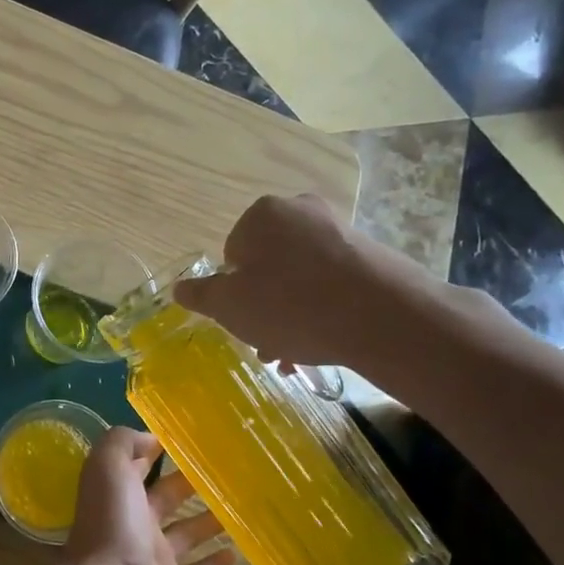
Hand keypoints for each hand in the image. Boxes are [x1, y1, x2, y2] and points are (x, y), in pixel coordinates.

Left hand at [58, 427, 236, 564]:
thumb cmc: (112, 525)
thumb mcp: (109, 468)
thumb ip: (124, 443)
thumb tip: (150, 437)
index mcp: (118, 494)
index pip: (138, 466)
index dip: (157, 451)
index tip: (191, 438)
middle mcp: (134, 523)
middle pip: (168, 498)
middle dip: (191, 484)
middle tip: (229, 470)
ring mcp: (154, 558)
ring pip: (187, 534)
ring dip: (210, 520)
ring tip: (242, 505)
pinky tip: (237, 552)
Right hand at [173, 193, 447, 369]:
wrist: (383, 317)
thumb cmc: (291, 306)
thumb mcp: (230, 307)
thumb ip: (201, 295)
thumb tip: (179, 287)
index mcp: (262, 215)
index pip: (231, 255)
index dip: (233, 291)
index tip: (243, 319)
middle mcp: (300, 211)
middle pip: (266, 265)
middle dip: (262, 305)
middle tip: (267, 343)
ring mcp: (339, 229)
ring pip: (297, 277)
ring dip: (289, 313)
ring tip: (295, 354)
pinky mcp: (369, 253)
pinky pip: (329, 281)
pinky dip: (320, 308)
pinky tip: (323, 340)